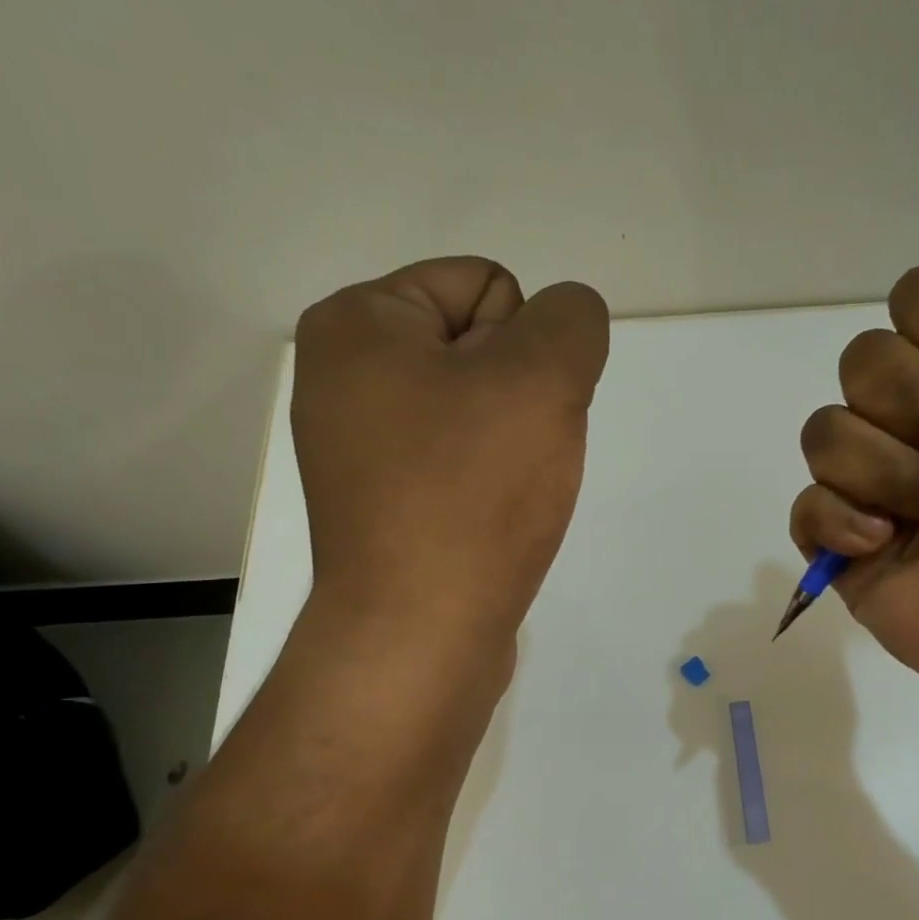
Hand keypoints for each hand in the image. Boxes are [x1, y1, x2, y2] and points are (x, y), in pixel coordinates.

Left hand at [293, 257, 608, 654]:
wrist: (422, 634)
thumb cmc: (470, 496)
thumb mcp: (542, 381)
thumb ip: (572, 322)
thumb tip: (567, 321)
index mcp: (359, 324)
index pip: (489, 284)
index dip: (527, 345)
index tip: (514, 409)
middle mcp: (346, 377)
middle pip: (484, 348)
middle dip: (521, 396)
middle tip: (510, 458)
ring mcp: (362, 446)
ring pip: (482, 411)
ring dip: (514, 443)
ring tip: (504, 495)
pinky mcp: (386, 503)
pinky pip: (463, 464)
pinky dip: (491, 483)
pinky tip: (491, 521)